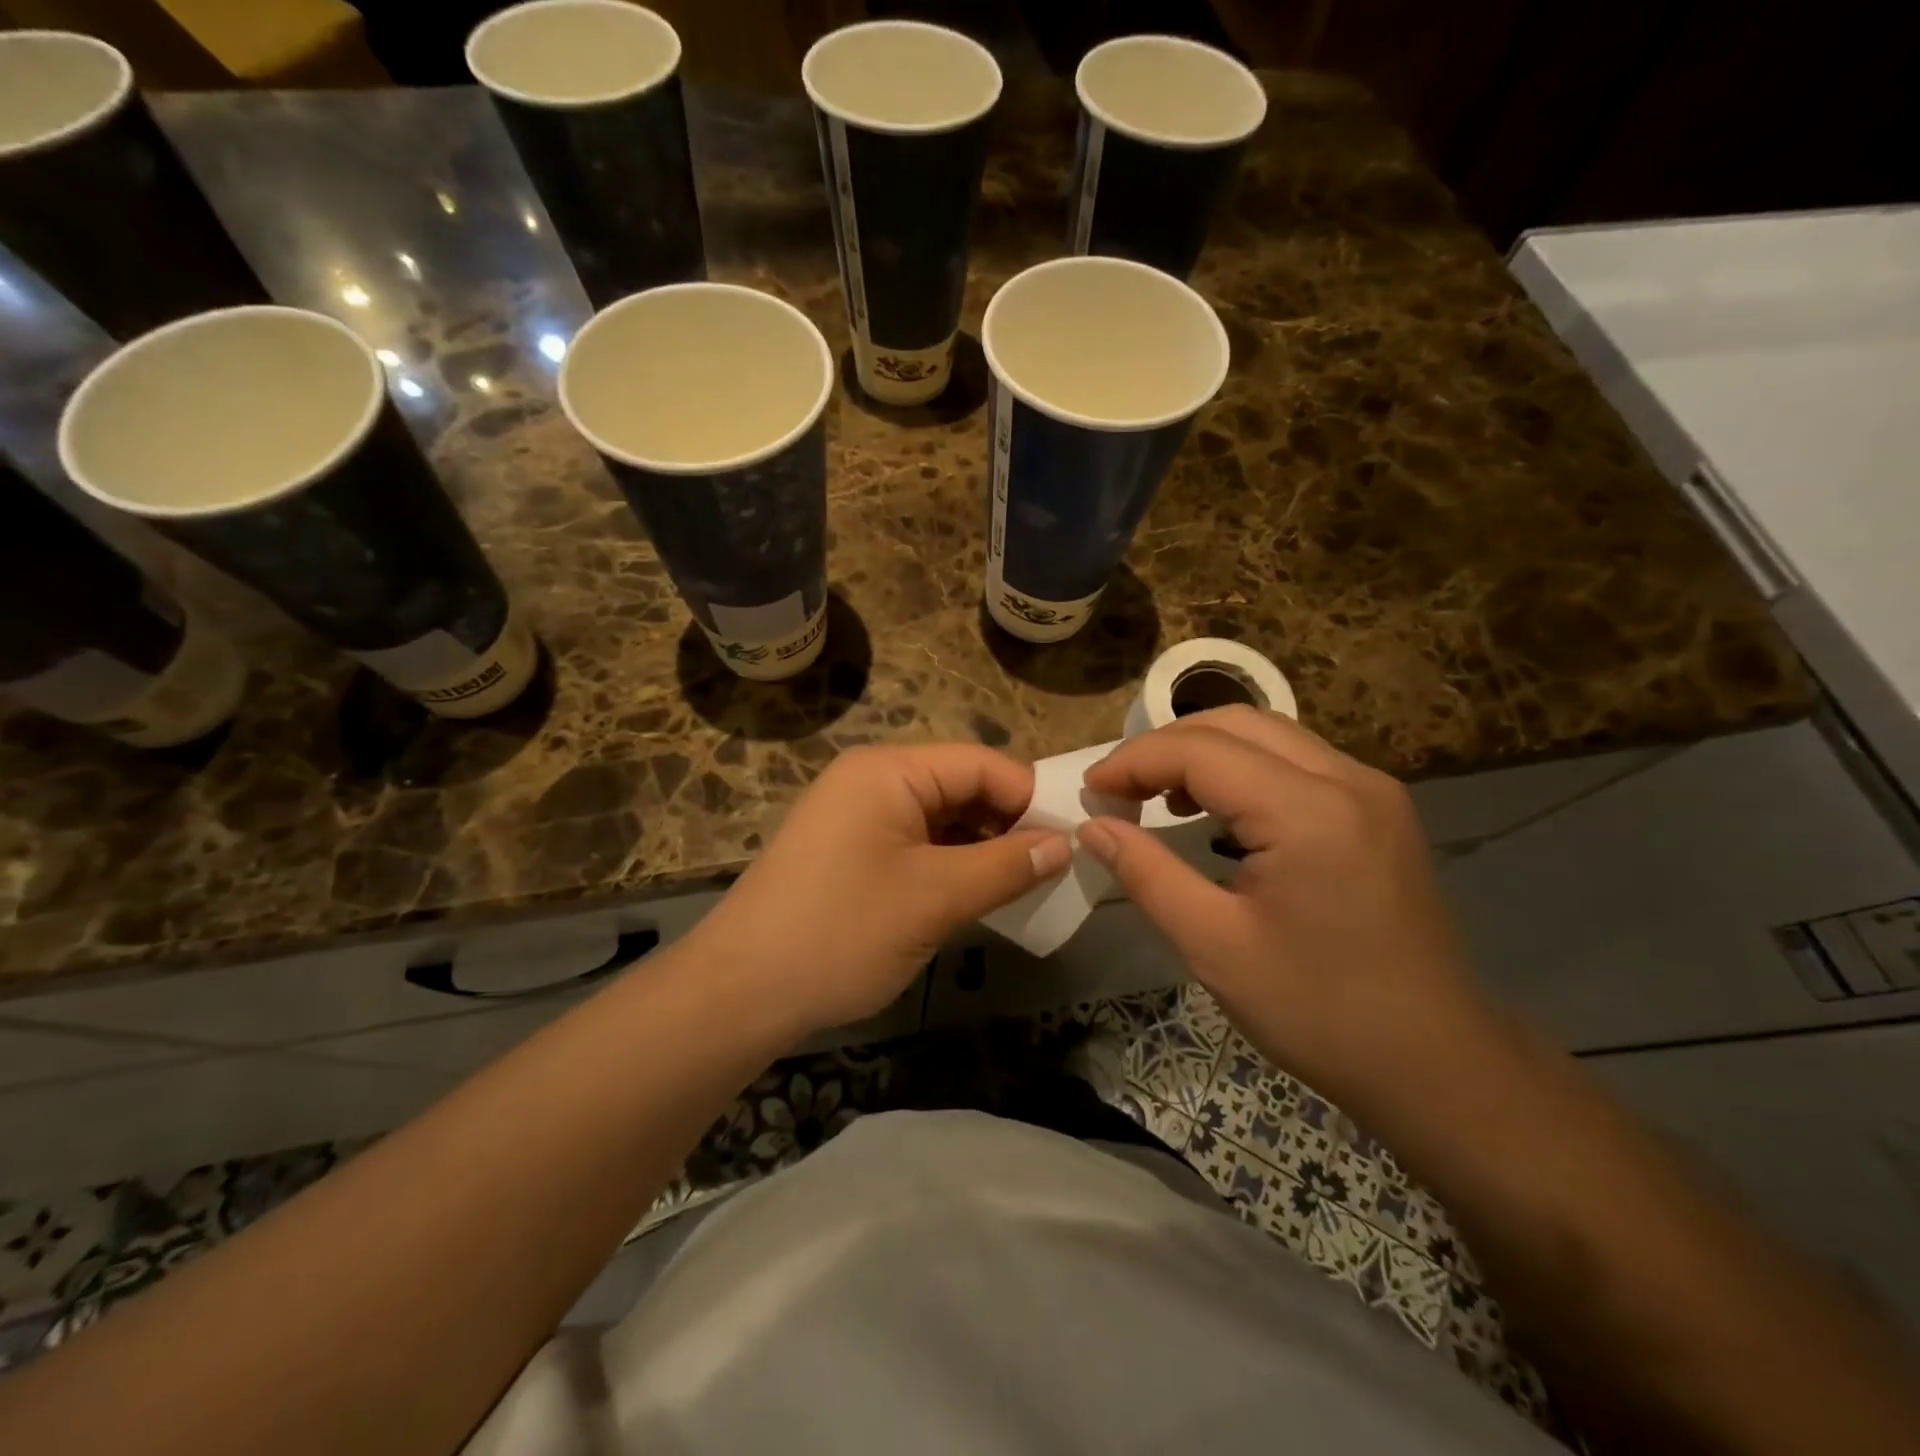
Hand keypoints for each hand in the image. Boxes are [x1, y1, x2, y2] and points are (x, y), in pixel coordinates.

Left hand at [688, 744, 1071, 1035]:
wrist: (740, 992)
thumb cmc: (841, 931)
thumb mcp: (934, 898)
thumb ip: (1006, 866)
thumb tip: (1064, 845)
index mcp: (890, 771)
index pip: (982, 764)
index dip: (1030, 798)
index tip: (1071, 843)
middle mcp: (873, 780)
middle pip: (962, 787)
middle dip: (1008, 825)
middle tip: (1052, 871)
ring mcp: (857, 816)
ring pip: (941, 819)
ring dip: (981, 849)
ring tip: (1022, 888)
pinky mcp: (850, 852)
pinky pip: (916, 844)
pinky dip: (950, 865)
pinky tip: (975, 896)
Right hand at [1077, 706, 1499, 1111]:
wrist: (1437, 1065)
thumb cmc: (1318, 1012)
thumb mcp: (1213, 946)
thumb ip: (1146, 873)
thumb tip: (1093, 826)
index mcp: (1308, 812)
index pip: (1200, 750)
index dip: (1134, 761)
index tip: (1090, 790)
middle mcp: (1347, 780)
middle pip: (1236, 723)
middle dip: (1165, 746)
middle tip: (1118, 789)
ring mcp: (1372, 791)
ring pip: (1269, 735)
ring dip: (1203, 752)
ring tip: (1156, 796)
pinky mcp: (1378, 811)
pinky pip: (1296, 763)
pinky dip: (1243, 769)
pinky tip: (1217, 811)